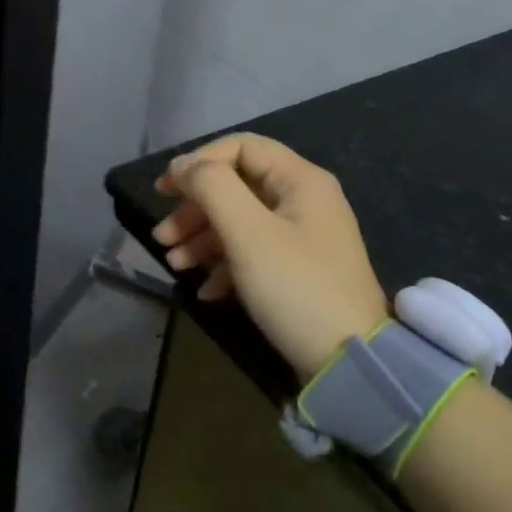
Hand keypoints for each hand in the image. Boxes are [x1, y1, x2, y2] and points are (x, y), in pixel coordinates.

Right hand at [153, 133, 388, 379]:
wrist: (349, 364)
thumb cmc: (295, 287)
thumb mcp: (248, 233)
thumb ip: (212, 188)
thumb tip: (182, 166)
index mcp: (300, 180)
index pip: (240, 148)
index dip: (198, 162)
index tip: (164, 191)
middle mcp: (305, 200)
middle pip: (237, 186)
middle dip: (195, 209)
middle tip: (162, 236)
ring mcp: (304, 236)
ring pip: (241, 221)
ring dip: (203, 238)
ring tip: (174, 265)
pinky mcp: (299, 270)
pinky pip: (254, 252)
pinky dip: (225, 265)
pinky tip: (206, 291)